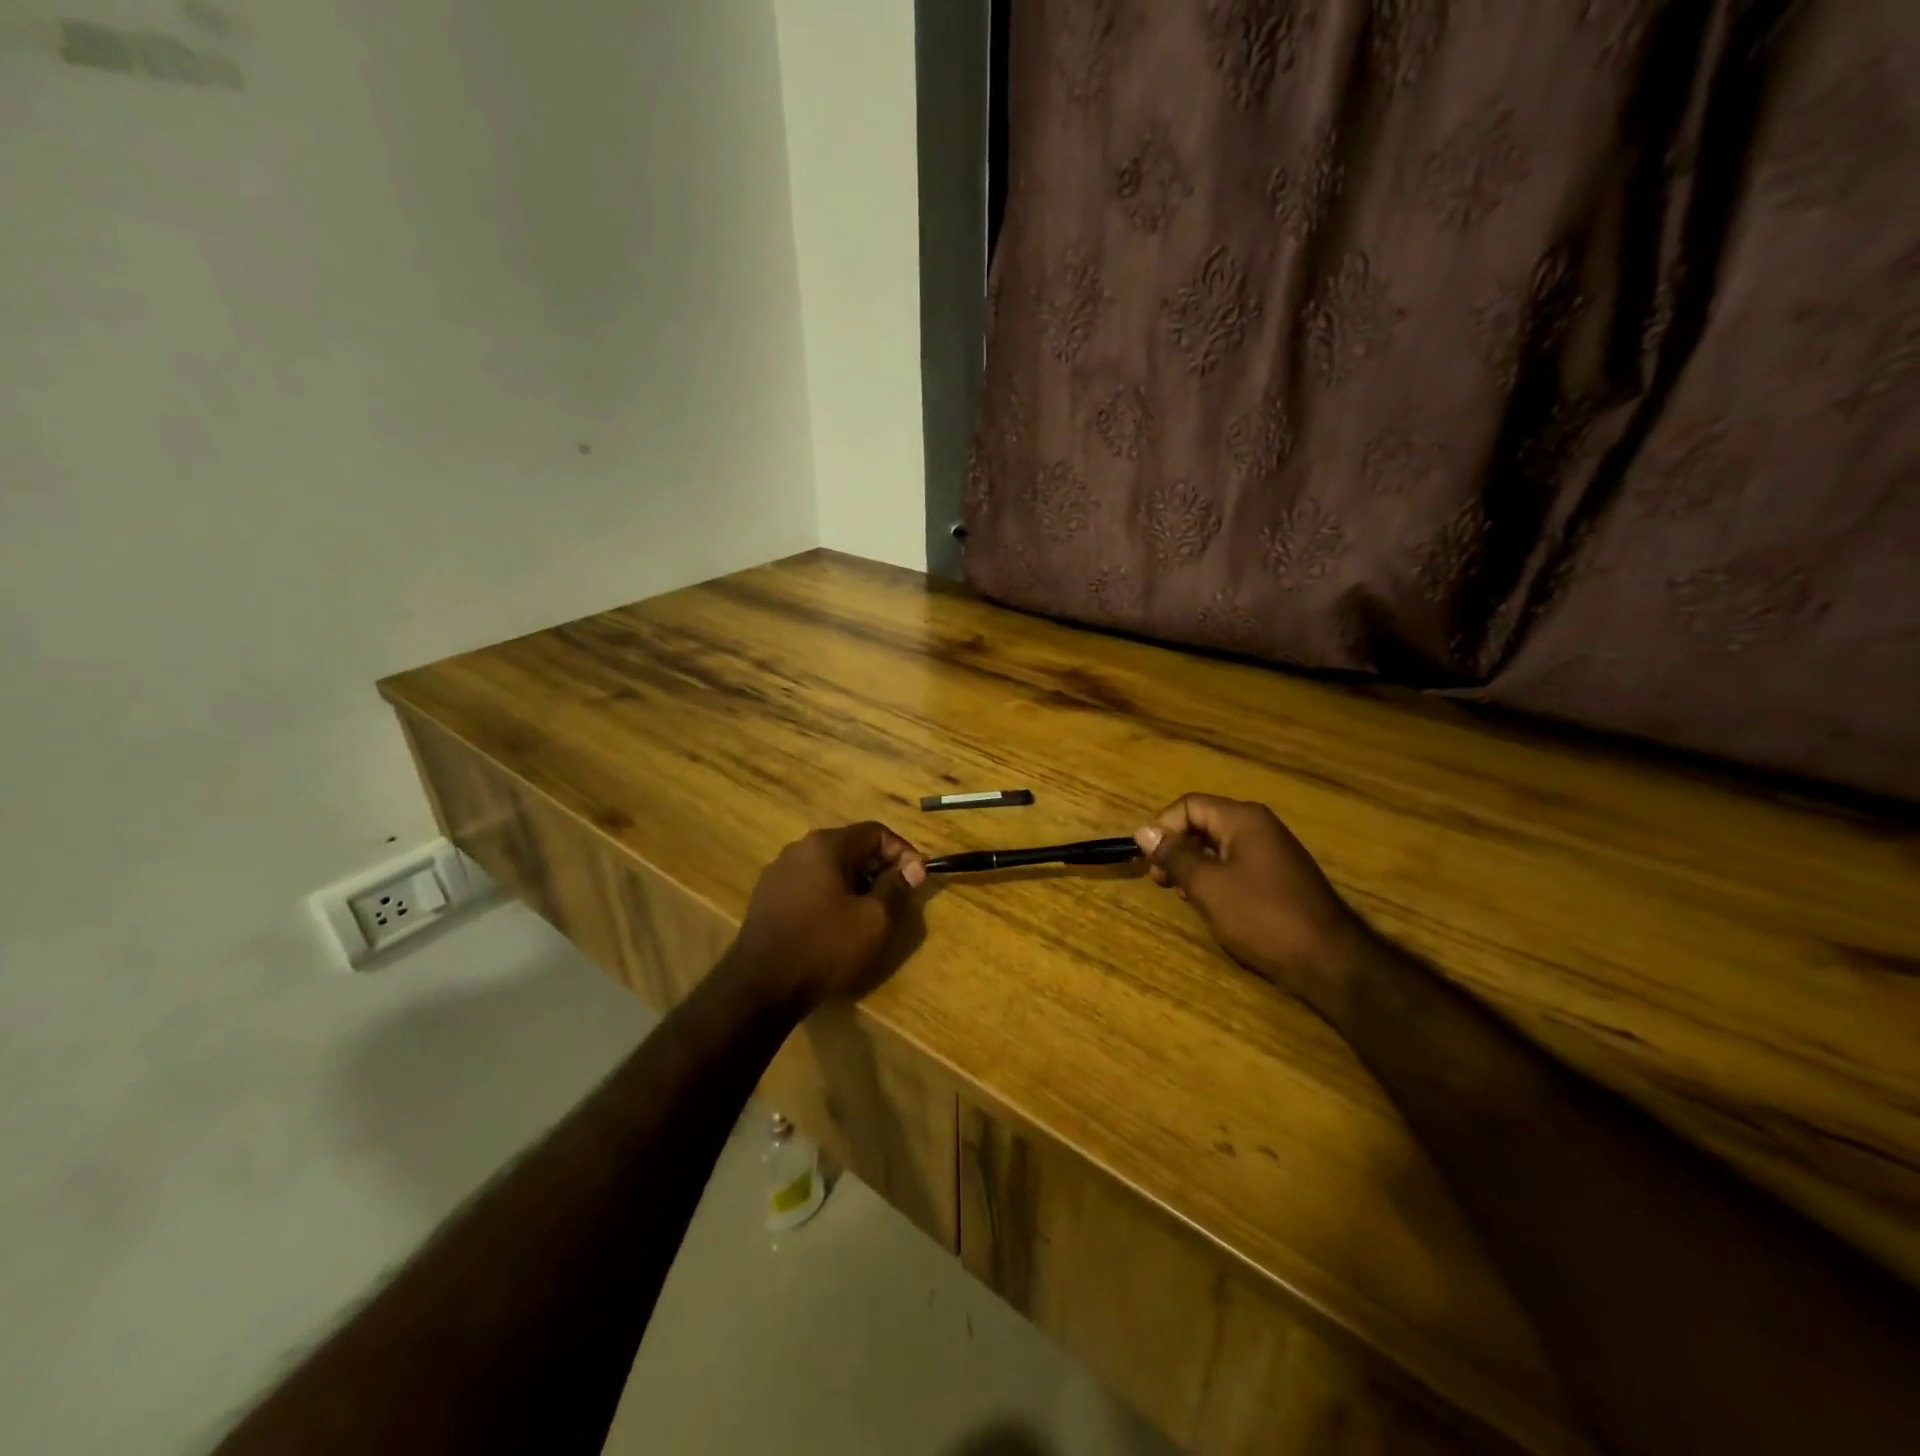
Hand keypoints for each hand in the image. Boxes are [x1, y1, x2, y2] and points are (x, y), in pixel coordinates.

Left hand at [724, 822, 926, 1014]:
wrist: (759, 987)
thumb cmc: (823, 947)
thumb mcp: (873, 920)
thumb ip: (896, 887)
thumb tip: (911, 869)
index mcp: (824, 845)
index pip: (875, 832)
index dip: (903, 852)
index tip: (917, 880)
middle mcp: (798, 849)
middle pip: (851, 846)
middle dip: (879, 868)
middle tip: (896, 898)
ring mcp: (777, 873)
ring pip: (829, 867)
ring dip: (855, 883)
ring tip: (869, 914)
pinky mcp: (766, 897)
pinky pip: (809, 885)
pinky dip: (830, 896)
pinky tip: (836, 925)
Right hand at [1134, 794, 1368, 1014]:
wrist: (1330, 961)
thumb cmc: (1262, 917)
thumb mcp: (1208, 886)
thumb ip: (1174, 855)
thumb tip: (1143, 831)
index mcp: (1243, 819)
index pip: (1189, 805)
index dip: (1163, 828)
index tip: (1150, 862)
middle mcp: (1259, 827)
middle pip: (1203, 823)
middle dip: (1177, 848)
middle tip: (1163, 883)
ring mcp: (1273, 852)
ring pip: (1218, 847)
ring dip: (1194, 867)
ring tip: (1185, 896)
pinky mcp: (1280, 878)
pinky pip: (1237, 866)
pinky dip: (1216, 879)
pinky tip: (1213, 906)